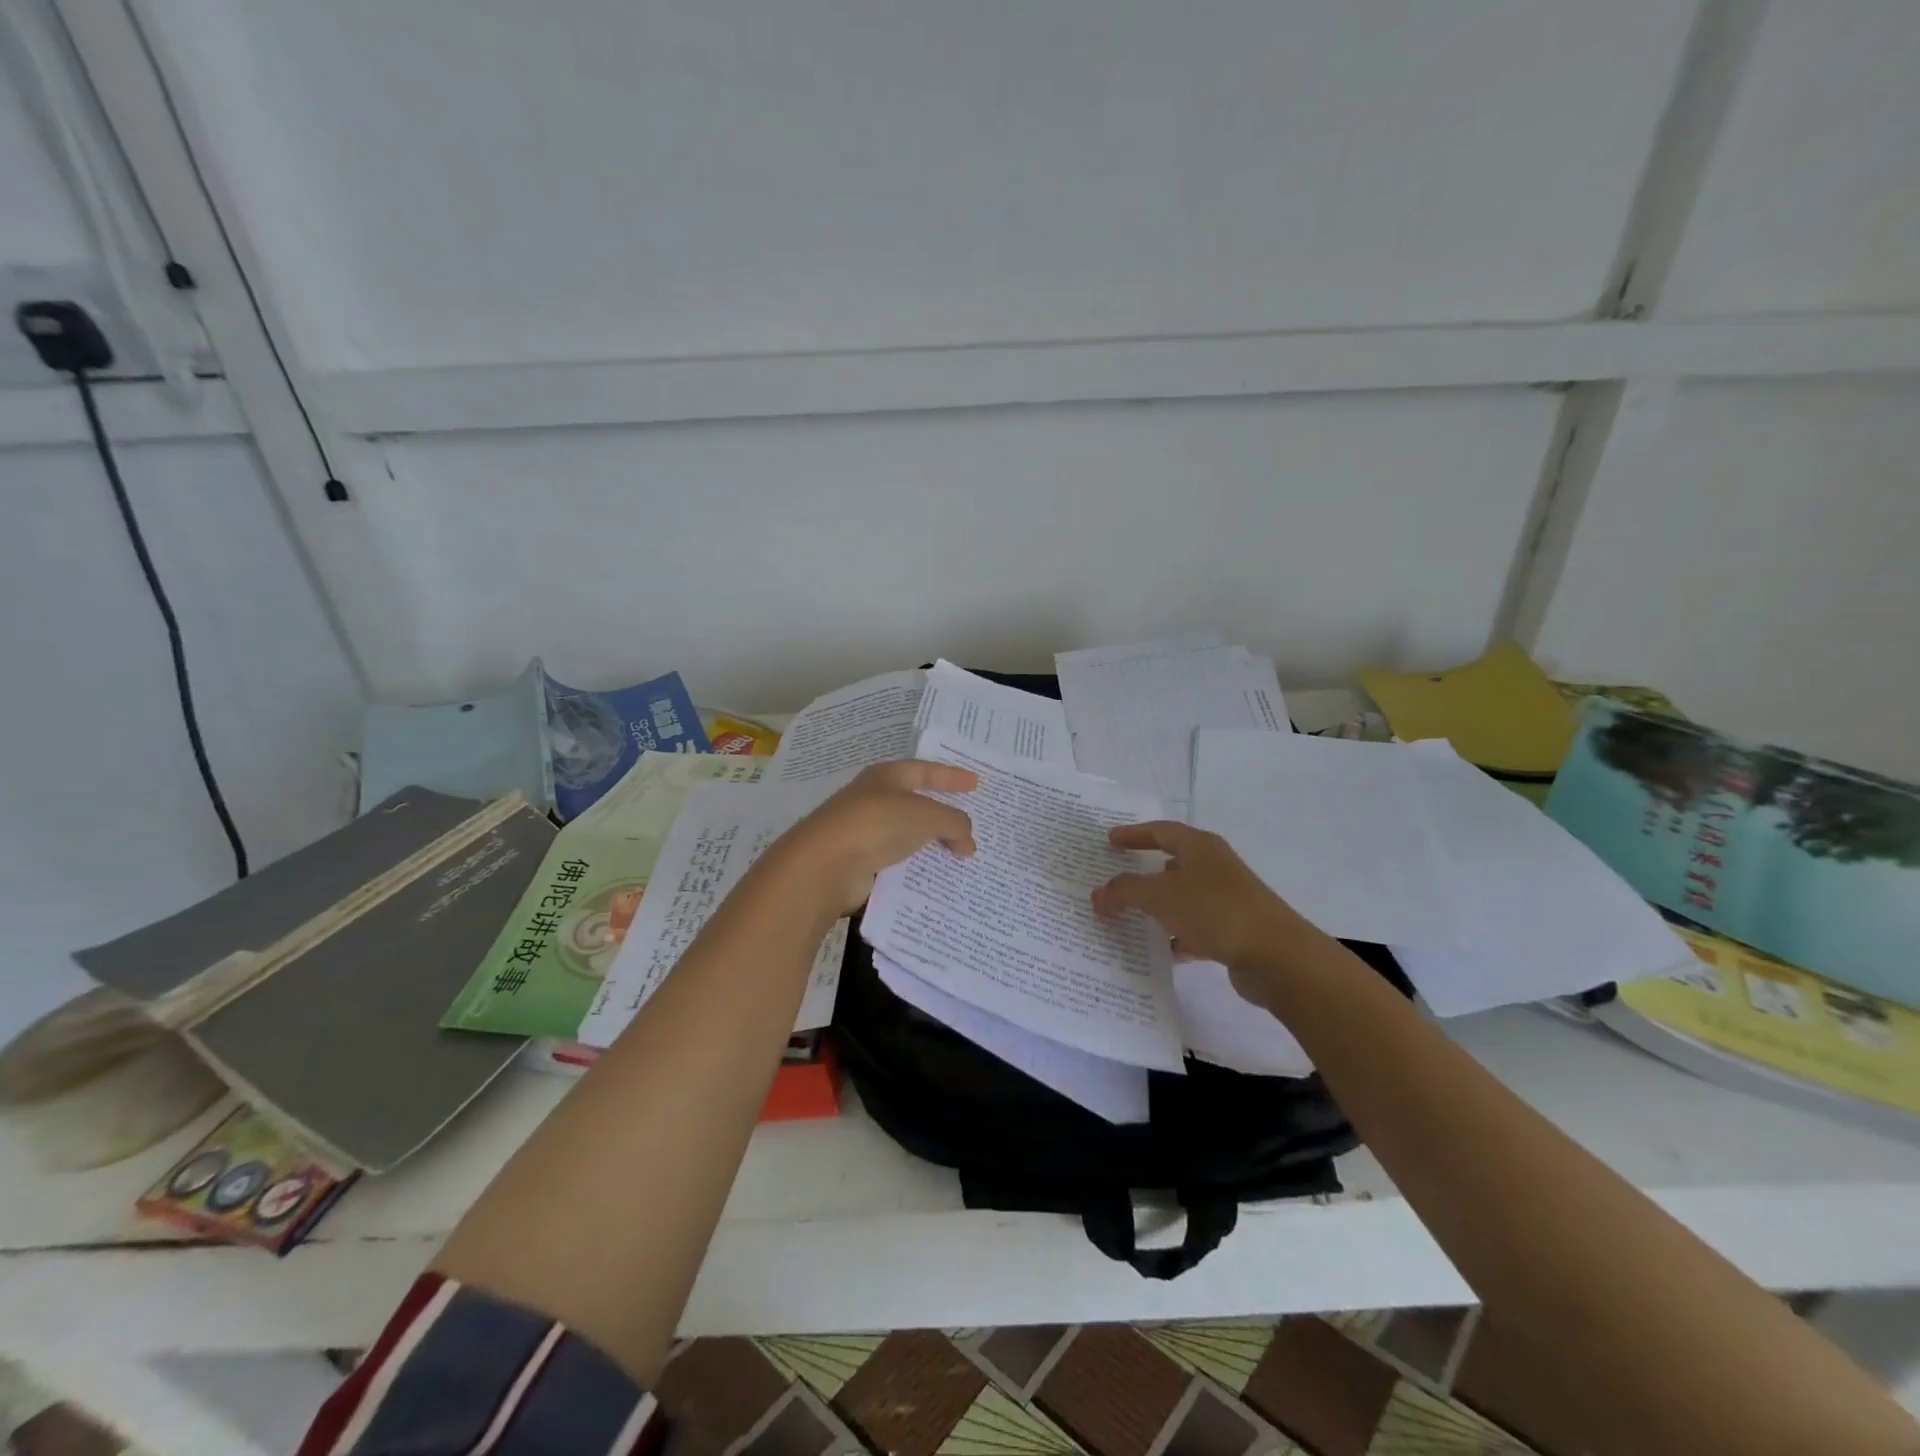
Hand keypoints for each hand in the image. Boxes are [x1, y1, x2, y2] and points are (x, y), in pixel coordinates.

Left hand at [772, 760, 977, 916]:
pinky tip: (936, 879)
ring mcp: (864, 832)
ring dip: (930, 845)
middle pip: (916, 804)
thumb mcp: (926, 816)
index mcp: (886, 777)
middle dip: (942, 813)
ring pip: (907, 836)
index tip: (976, 783)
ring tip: (961, 856)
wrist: (825, 866)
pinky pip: (897, 864)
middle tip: (970, 823)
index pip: (925, 771)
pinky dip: (916, 869)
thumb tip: (968, 842)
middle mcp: (874, 800)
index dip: (951, 777)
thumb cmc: (877, 824)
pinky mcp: (860, 864)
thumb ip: (954, 823)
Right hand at [1091, 821, 1316, 991]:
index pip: (1160, 831)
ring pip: (1182, 897)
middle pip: (1172, 863)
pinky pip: (1194, 927)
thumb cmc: (1216, 911)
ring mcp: (1226, 899)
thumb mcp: (1161, 896)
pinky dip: (1175, 935)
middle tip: (1114, 877)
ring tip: (1127, 916)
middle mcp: (1214, 867)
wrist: (1277, 957)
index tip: (1109, 839)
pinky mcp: (1233, 930)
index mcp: (1200, 847)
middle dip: (1143, 871)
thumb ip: (1125, 892)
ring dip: (1157, 906)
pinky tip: (1158, 949)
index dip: (1133, 834)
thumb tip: (1097, 895)